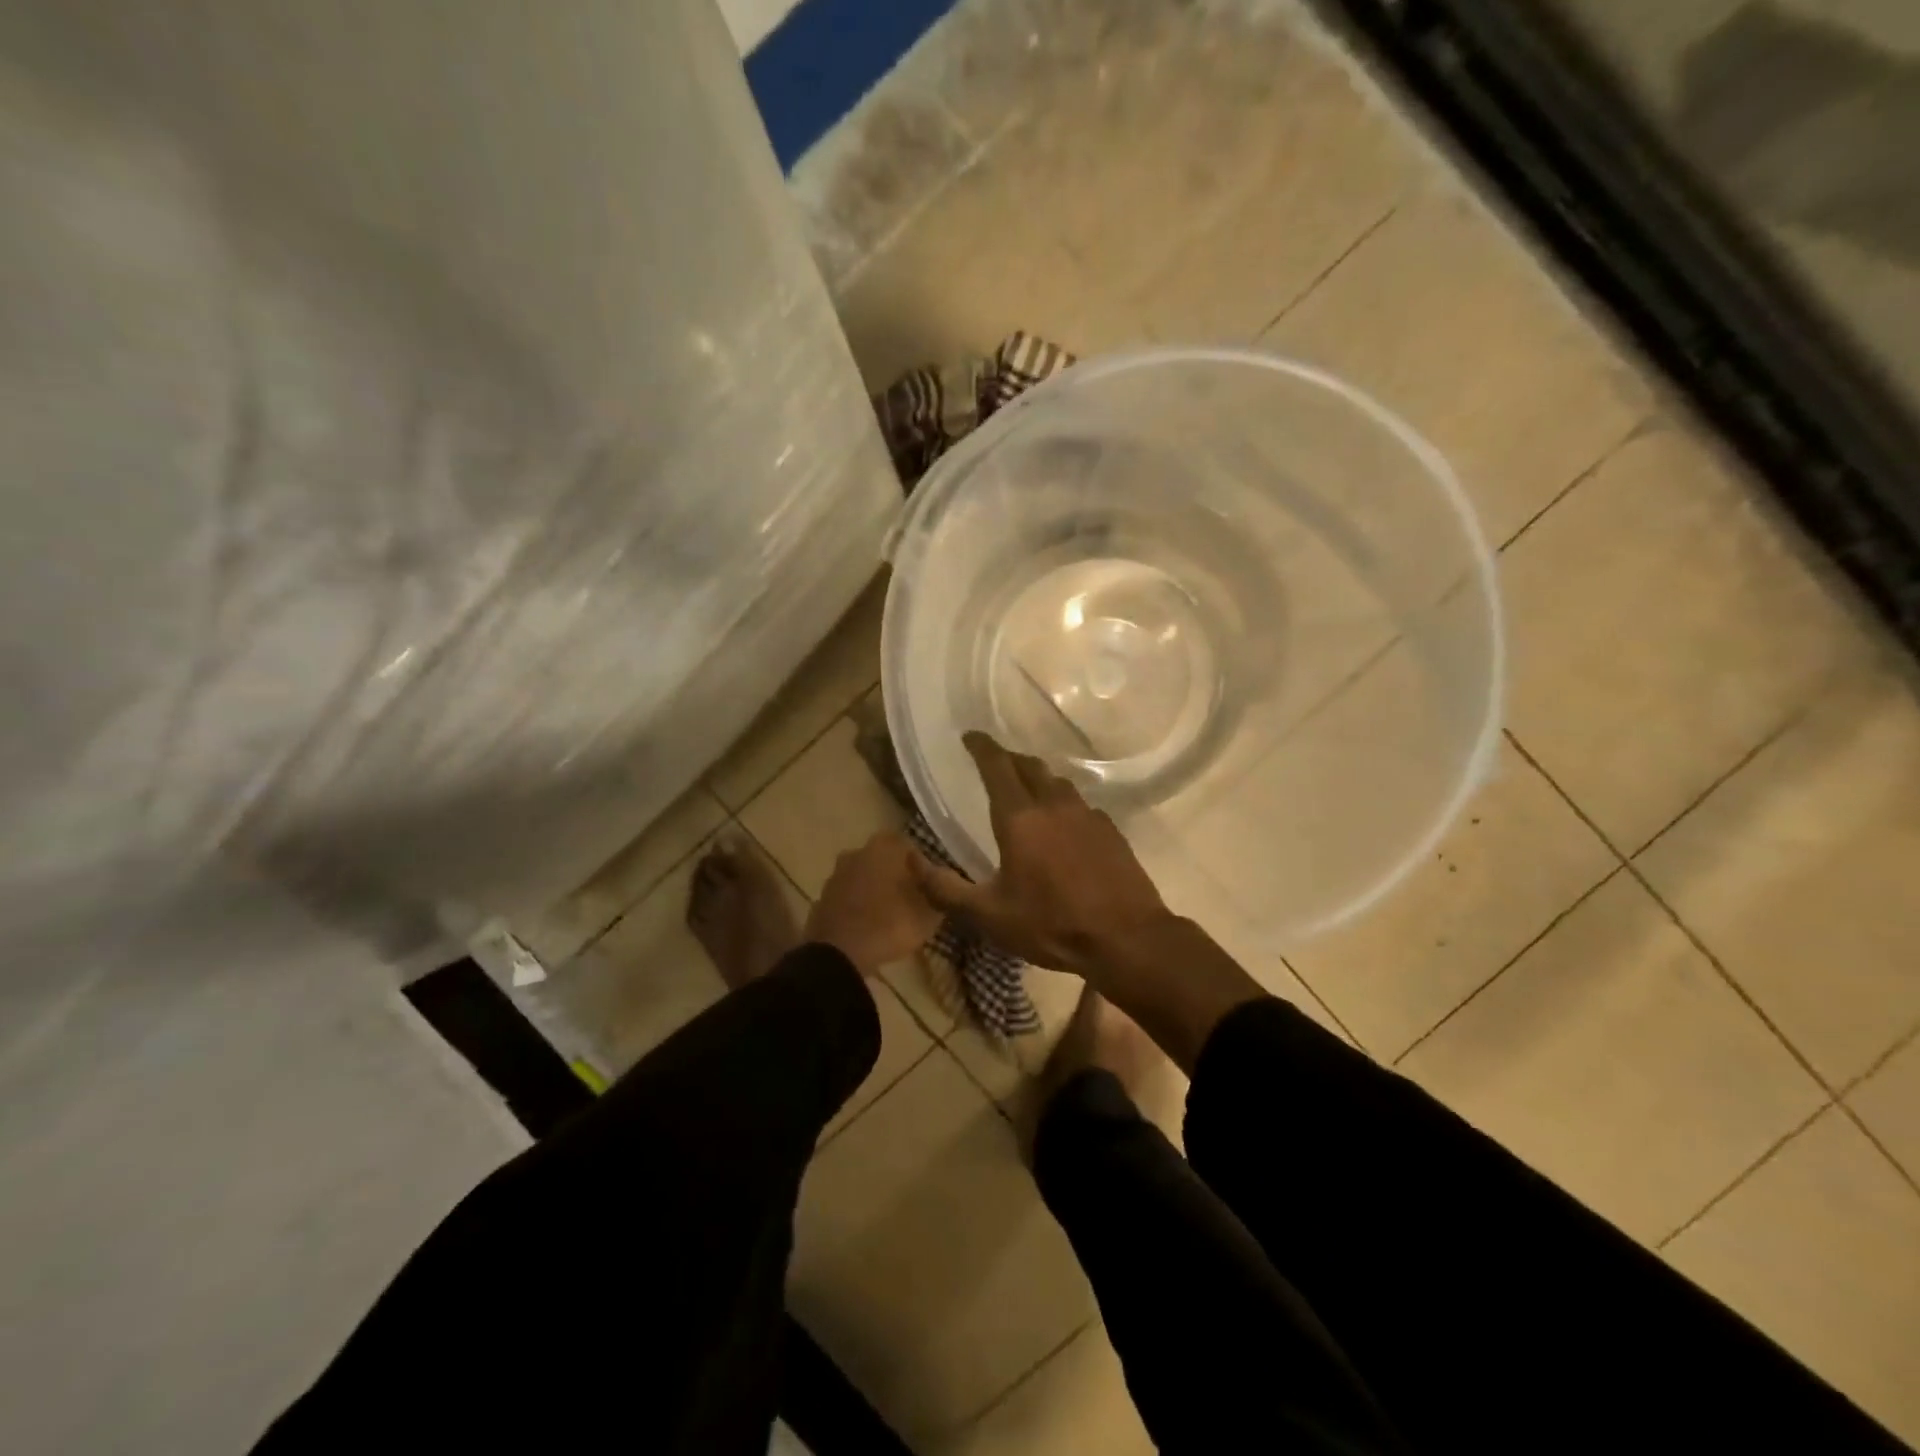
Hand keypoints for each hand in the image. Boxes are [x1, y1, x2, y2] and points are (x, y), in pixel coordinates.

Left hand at [805, 832, 943, 976]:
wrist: (839, 954)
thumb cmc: (889, 924)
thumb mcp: (927, 916)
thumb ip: (937, 898)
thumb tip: (940, 892)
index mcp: (884, 848)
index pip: (908, 846)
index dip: (920, 865)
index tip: (928, 885)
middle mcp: (857, 853)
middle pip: (882, 859)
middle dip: (896, 875)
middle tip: (910, 899)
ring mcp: (836, 876)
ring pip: (863, 877)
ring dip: (875, 891)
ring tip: (890, 915)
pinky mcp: (822, 899)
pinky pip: (847, 898)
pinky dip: (857, 907)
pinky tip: (868, 926)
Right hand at [911, 732, 1172, 977]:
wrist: (1126, 937)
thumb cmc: (1051, 924)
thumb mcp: (989, 915)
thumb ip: (945, 888)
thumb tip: (910, 859)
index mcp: (1019, 818)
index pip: (997, 766)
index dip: (981, 747)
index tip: (969, 736)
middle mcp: (1054, 804)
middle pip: (1029, 766)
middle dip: (1008, 758)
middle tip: (994, 761)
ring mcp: (1087, 814)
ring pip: (1057, 782)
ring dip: (1037, 778)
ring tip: (1026, 788)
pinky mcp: (1110, 830)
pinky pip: (1080, 804)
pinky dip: (1063, 802)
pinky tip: (1063, 824)